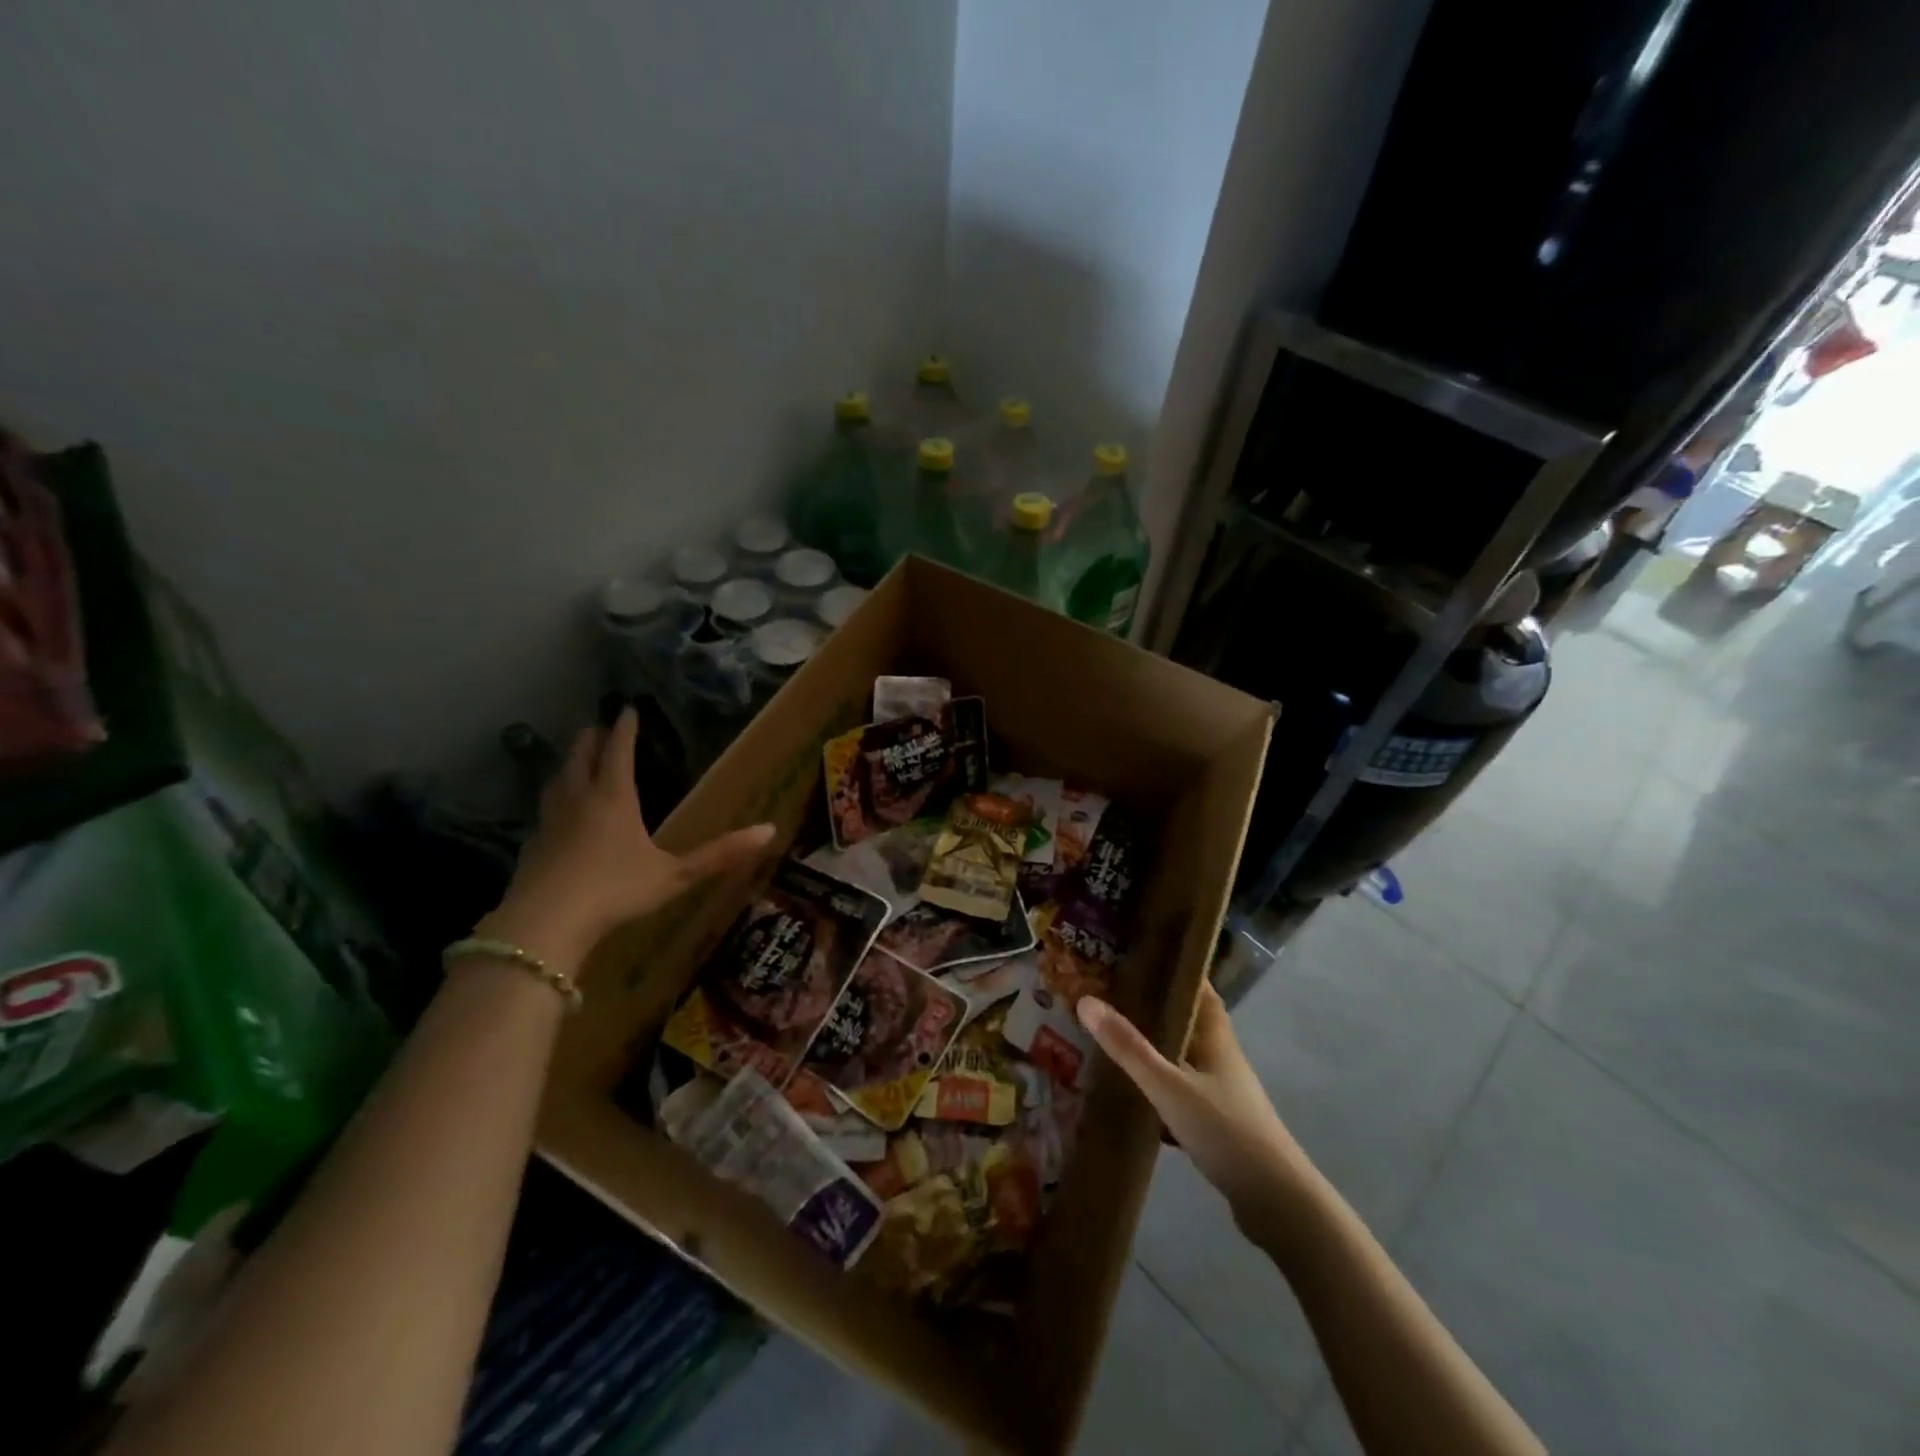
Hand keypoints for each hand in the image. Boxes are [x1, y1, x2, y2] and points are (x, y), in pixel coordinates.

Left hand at [479, 708, 774, 967]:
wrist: (546, 923)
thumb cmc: (616, 890)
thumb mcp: (676, 875)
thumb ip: (719, 854)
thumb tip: (770, 830)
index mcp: (614, 797)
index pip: (619, 751)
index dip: (625, 729)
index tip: (627, 709)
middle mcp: (579, 800)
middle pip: (581, 758)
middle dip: (591, 739)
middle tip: (598, 727)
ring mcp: (550, 822)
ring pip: (557, 781)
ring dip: (568, 764)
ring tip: (576, 761)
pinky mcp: (532, 846)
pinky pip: (545, 810)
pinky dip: (555, 799)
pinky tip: (557, 815)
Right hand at [1077, 983, 1313, 1235]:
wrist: (1277, 1203)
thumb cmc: (1226, 1131)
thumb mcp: (1169, 1086)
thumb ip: (1129, 1047)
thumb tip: (1085, 999)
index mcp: (1216, 1036)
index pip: (1197, 986)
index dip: (1172, 966)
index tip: (1137, 951)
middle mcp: (1220, 1056)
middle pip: (1185, 1019)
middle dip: (1151, 1005)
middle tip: (1107, 991)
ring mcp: (1220, 1091)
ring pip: (1179, 1056)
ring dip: (1151, 1045)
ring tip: (1108, 1035)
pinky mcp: (1215, 1122)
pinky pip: (1178, 1089)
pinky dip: (1154, 1084)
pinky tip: (1128, 1091)